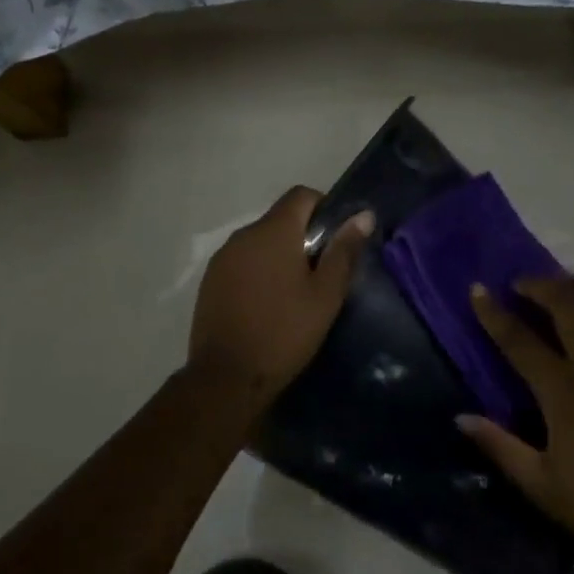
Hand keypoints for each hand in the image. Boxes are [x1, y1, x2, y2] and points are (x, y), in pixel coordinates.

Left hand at [188, 187, 373, 407]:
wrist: (226, 378)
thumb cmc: (284, 333)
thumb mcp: (325, 295)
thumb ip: (344, 251)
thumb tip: (363, 215)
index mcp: (273, 231)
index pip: (301, 195)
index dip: (324, 208)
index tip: (336, 239)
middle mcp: (243, 234)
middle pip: (279, 218)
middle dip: (302, 236)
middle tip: (321, 272)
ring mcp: (222, 258)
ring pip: (259, 242)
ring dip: (278, 254)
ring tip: (294, 292)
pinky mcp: (209, 281)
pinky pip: (241, 262)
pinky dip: (257, 271)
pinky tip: (266, 304)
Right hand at [459, 277, 573, 573]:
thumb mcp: (542, 486)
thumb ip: (500, 446)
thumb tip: (461, 417)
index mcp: (564, 392)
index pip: (519, 340)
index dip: (494, 313)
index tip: (477, 289)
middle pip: (568, 305)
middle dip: (540, 285)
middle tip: (520, 285)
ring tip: (565, 285)